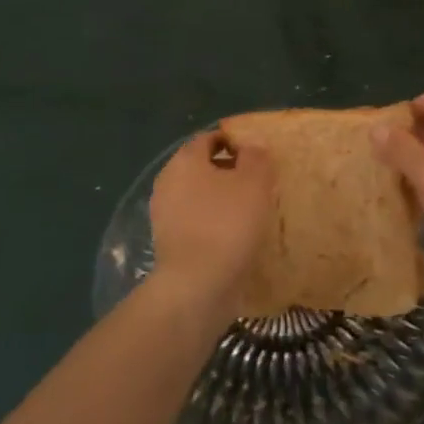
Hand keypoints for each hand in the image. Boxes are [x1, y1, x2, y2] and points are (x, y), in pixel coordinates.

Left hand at [149, 130, 276, 322]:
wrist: (197, 285)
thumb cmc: (227, 223)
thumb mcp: (254, 182)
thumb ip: (256, 157)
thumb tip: (252, 145)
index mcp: (185, 159)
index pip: (210, 138)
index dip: (235, 141)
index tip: (259, 155)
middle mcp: (168, 181)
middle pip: (202, 166)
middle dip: (229, 171)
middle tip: (259, 183)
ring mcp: (164, 214)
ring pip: (199, 195)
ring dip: (222, 199)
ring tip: (251, 212)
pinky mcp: (169, 242)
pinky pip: (196, 222)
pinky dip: (214, 223)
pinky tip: (235, 236)